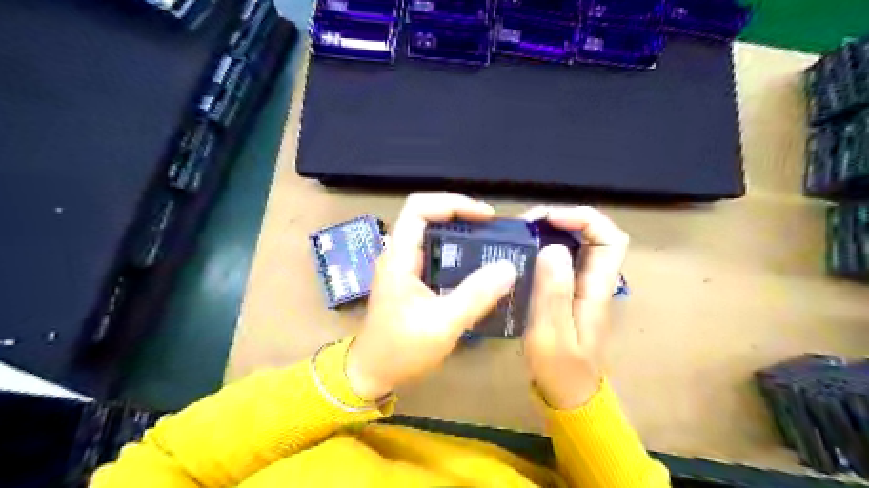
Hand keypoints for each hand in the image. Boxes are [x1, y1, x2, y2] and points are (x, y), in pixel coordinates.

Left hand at [347, 193, 517, 400]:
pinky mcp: (410, 279)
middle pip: (427, 215)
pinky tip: (475, 267)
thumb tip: (509, 266)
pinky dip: (456, 253)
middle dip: (461, 215)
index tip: (485, 217)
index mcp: (399, 256)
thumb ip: (476, 295)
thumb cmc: (401, 349)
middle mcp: (398, 253)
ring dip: (460, 234)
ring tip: (489, 244)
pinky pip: (434, 254)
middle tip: (493, 230)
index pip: (420, 207)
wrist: (371, 373)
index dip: (453, 203)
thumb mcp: (443, 324)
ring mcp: (403, 266)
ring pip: (431, 234)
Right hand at [518, 204, 628, 408]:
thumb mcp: (551, 334)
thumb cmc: (560, 369)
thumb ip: (553, 293)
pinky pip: (561, 259)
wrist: (568, 395)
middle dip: (563, 219)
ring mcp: (581, 286)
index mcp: (597, 289)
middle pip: (594, 235)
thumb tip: (554, 247)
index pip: (610, 239)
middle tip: (527, 223)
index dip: (583, 219)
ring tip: (521, 233)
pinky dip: (544, 247)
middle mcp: (594, 281)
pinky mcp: (567, 292)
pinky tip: (522, 252)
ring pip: (577, 244)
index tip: (548, 219)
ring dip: (552, 231)